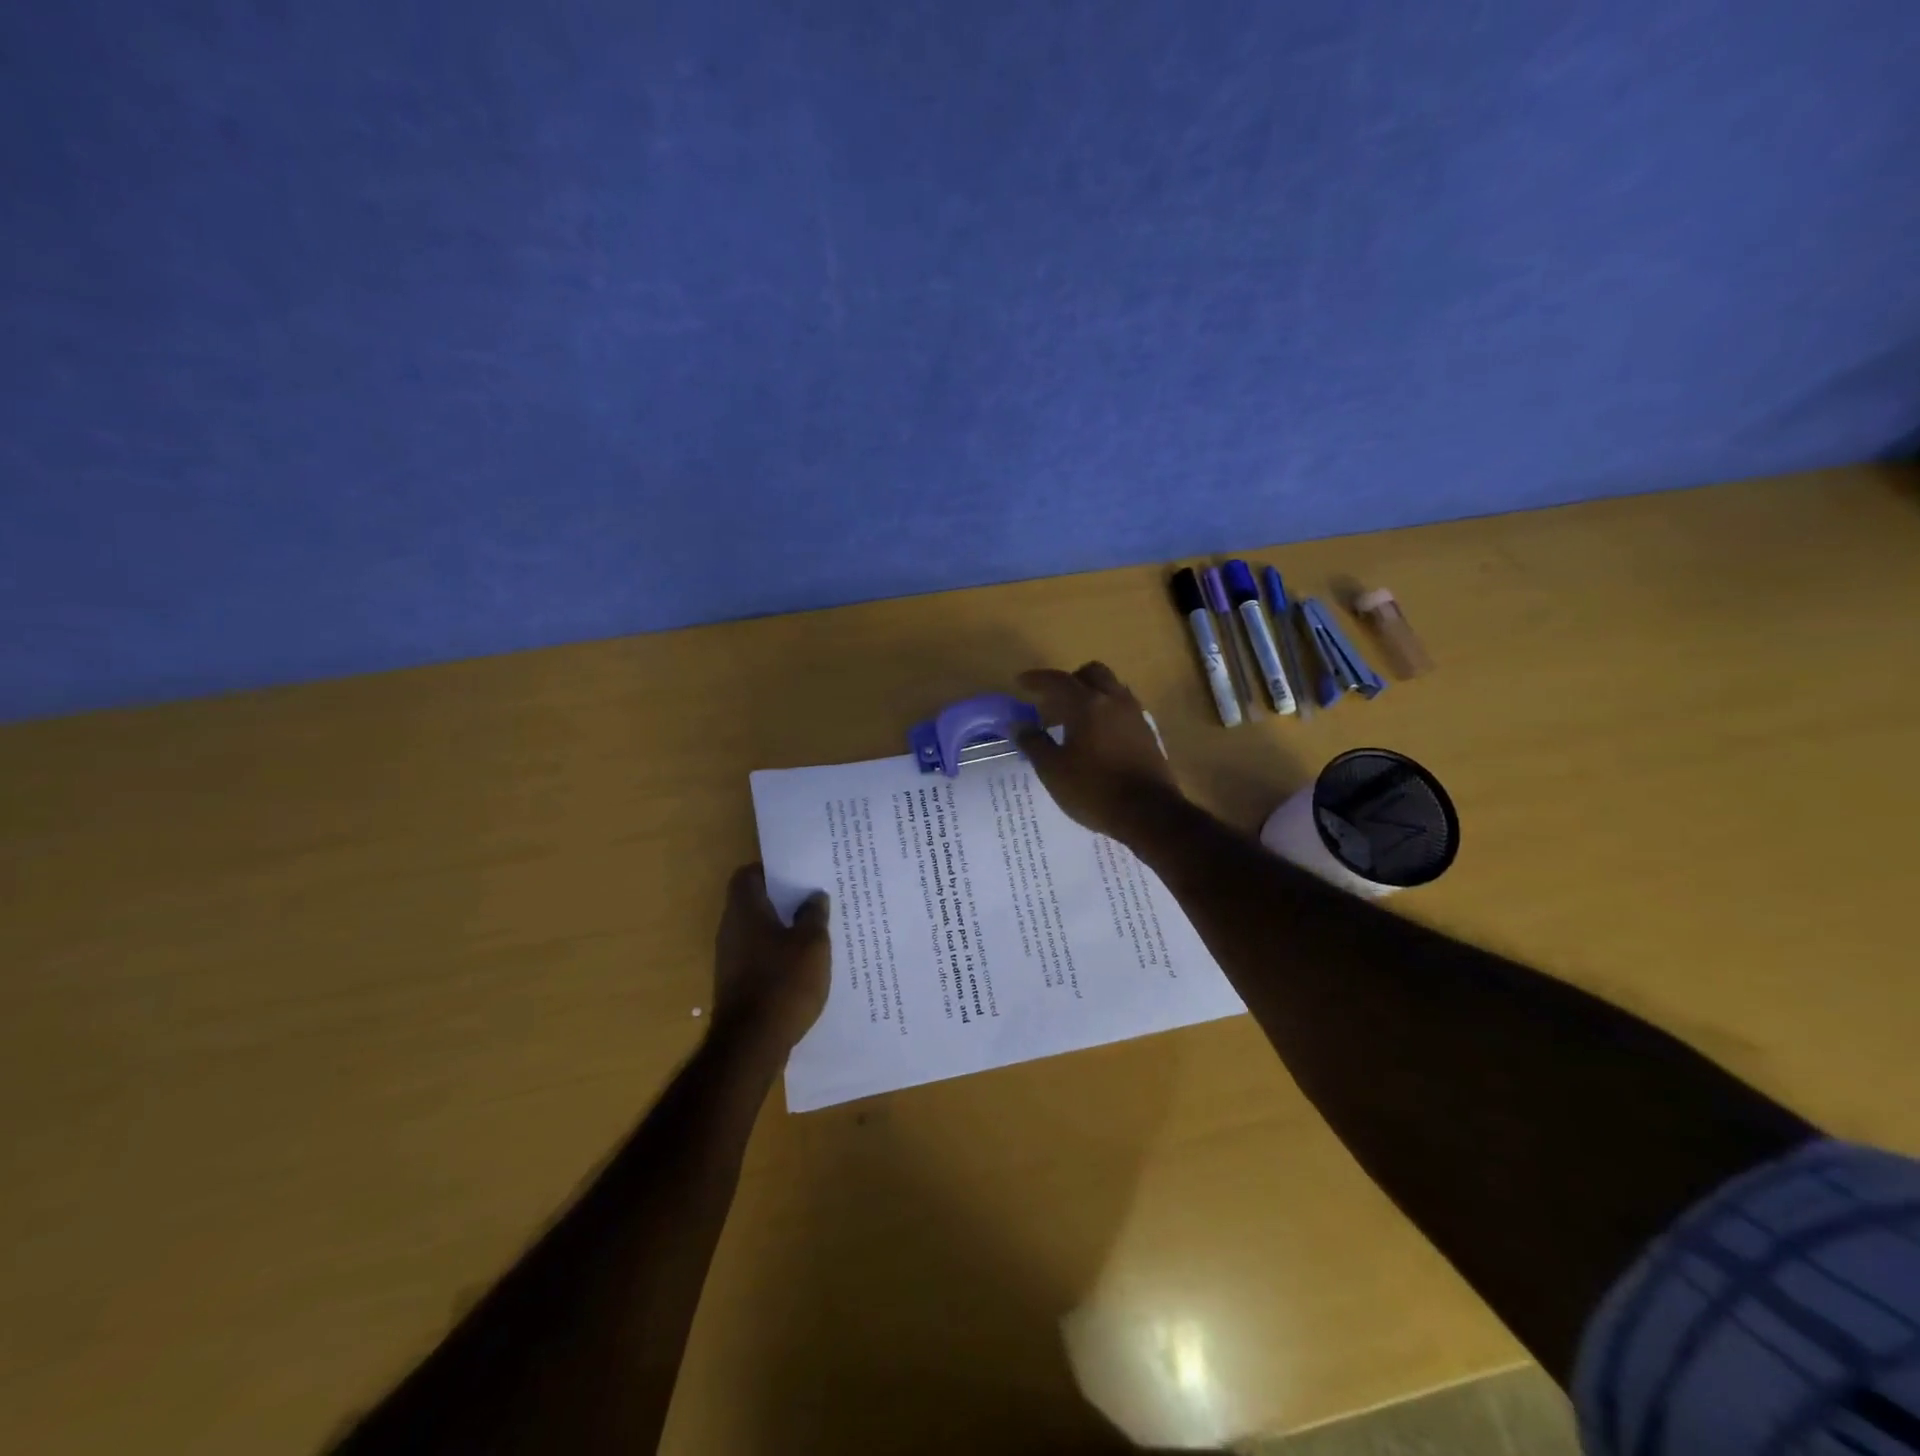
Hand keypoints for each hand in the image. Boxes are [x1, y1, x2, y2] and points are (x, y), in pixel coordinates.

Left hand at [711, 865, 831, 1054]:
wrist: (751, 1043)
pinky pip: (759, 956)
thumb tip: (813, 896)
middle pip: (753, 902)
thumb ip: (813, 915)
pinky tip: (803, 963)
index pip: (748, 875)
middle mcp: (731, 929)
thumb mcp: (812, 944)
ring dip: (782, 928)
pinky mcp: (736, 983)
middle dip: (783, 899)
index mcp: (745, 910)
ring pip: (758, 931)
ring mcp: (730, 959)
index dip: (771, 870)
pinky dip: (778, 954)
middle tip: (814, 898)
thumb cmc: (784, 982)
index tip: (798, 873)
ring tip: (815, 929)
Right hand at [1014, 663, 1183, 842]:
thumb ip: (1034, 744)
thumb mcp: (1053, 771)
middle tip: (1052, 701)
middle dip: (1069, 681)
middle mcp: (1114, 700)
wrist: (1149, 813)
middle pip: (1091, 673)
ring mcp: (1135, 715)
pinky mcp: (1147, 732)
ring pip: (1111, 688)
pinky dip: (1106, 710)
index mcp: (1087, 704)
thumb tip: (1020, 726)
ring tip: (1073, 719)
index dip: (1036, 679)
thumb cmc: (1094, 790)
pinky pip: (1123, 707)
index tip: (1021, 683)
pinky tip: (1096, 735)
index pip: (1058, 680)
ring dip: (1090, 694)